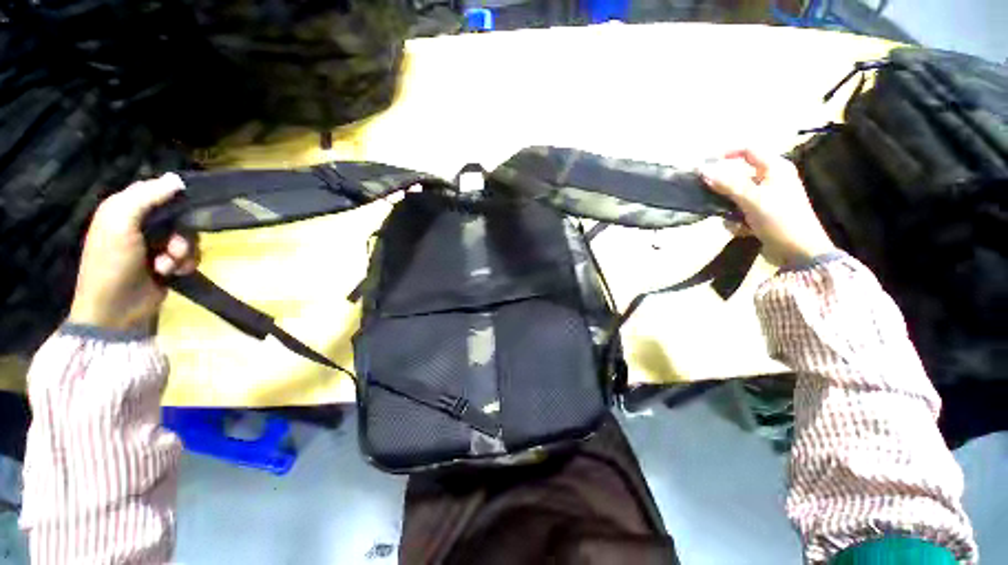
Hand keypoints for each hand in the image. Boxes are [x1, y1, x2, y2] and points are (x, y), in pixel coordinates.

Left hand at [68, 174, 198, 331]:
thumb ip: (145, 198)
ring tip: (168, 267)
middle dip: (181, 232)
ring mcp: (155, 245)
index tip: (191, 201)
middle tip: (173, 247)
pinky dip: (186, 264)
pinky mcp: (168, 263)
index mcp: (124, 209)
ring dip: (183, 252)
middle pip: (177, 215)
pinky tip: (173, 274)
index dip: (173, 194)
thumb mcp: (121, 224)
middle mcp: (140, 224)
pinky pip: (190, 255)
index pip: (154, 190)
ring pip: (187, 236)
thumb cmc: (112, 263)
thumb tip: (177, 180)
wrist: (116, 309)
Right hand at [698, 149, 836, 266]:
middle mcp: (772, 179)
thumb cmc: (779, 219)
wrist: (799, 251)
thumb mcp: (751, 199)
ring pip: (737, 196)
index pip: (748, 150)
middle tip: (711, 197)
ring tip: (733, 220)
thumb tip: (703, 170)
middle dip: (725, 190)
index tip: (705, 165)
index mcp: (775, 168)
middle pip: (739, 176)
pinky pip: (741, 211)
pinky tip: (742, 230)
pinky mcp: (763, 213)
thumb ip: (726, 184)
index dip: (727, 154)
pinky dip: (738, 220)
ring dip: (730, 209)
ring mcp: (768, 198)